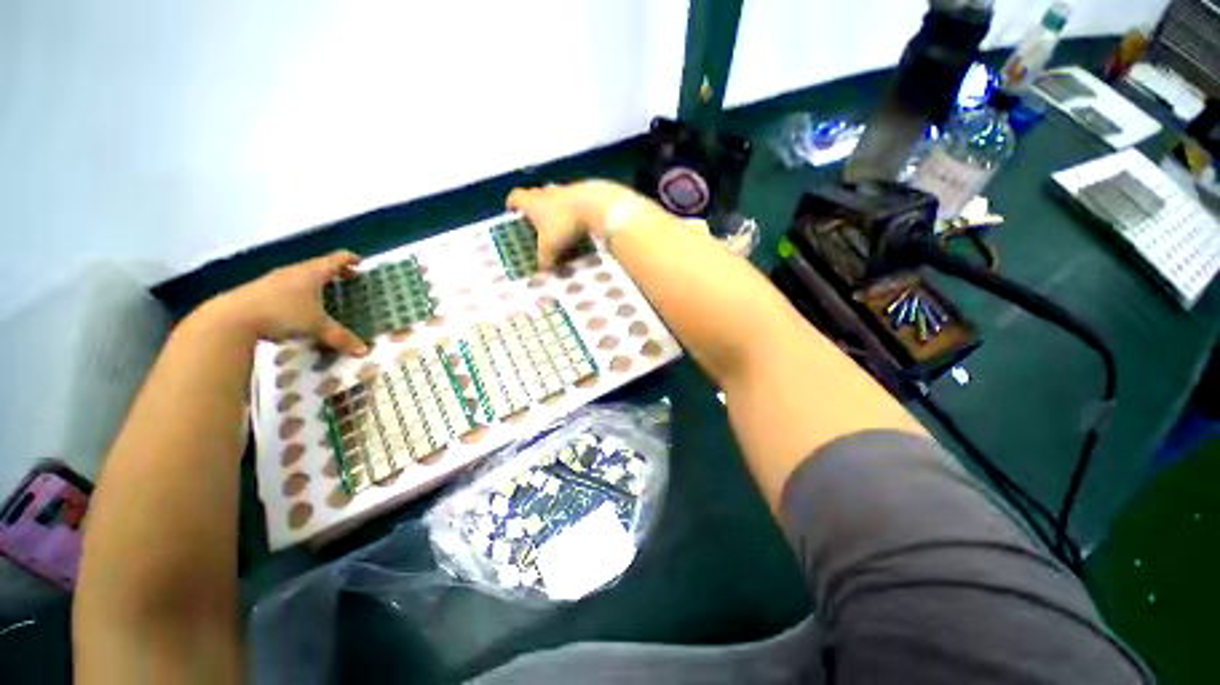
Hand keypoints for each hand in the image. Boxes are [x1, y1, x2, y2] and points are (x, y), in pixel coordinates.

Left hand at [202, 250, 369, 355]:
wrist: (231, 318)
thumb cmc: (282, 313)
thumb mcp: (317, 327)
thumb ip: (341, 337)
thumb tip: (364, 351)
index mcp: (312, 273)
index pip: (336, 259)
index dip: (349, 259)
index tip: (360, 262)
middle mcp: (294, 272)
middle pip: (318, 266)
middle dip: (335, 272)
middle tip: (349, 279)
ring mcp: (274, 281)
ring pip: (301, 276)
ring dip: (315, 282)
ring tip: (325, 294)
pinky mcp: (259, 292)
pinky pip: (286, 287)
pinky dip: (299, 292)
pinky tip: (298, 308)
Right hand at [507, 180, 636, 269]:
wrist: (596, 206)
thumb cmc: (565, 224)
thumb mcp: (551, 246)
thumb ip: (544, 258)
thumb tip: (542, 268)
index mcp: (534, 203)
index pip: (517, 197)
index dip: (512, 203)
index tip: (512, 210)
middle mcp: (548, 193)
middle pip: (536, 192)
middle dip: (534, 202)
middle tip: (536, 217)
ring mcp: (568, 190)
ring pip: (556, 193)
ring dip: (555, 203)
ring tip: (559, 218)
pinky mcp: (586, 191)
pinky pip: (575, 199)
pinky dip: (574, 207)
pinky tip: (580, 218)